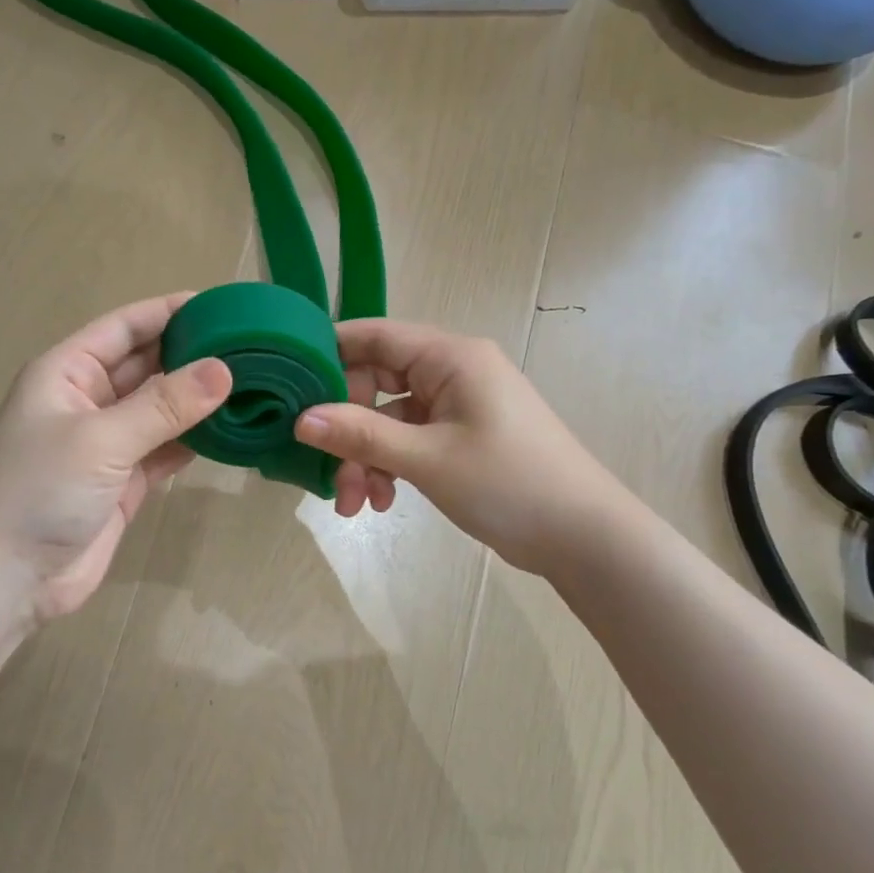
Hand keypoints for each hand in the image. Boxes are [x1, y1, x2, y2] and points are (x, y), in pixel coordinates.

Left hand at [0, 294, 231, 623]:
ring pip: (161, 409)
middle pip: (148, 364)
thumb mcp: (100, 439)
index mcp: (68, 372)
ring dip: (199, 400)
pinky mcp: (124, 481)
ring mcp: (108, 443)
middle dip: (194, 355)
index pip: (126, 326)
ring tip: (255, 384)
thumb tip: (225, 369)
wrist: (4, 579)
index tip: (225, 305)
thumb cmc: (37, 491)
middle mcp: (89, 400)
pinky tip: (233, 431)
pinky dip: (195, 440)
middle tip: (254, 347)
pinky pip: (166, 448)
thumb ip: (163, 405)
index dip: (171, 312)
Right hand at [293, 319, 622, 573]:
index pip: (374, 336)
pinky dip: (389, 467)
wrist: (583, 537)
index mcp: (450, 357)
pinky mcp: (459, 437)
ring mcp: (456, 406)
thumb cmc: (509, 483)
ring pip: (388, 420)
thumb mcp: (427, 459)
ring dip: (365, 458)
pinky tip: (382, 503)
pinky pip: (408, 441)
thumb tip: (300, 419)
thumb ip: (361, 435)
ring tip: (355, 505)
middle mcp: (452, 372)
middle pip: (375, 384)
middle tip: (326, 471)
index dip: (329, 354)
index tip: (290, 386)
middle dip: (346, 429)